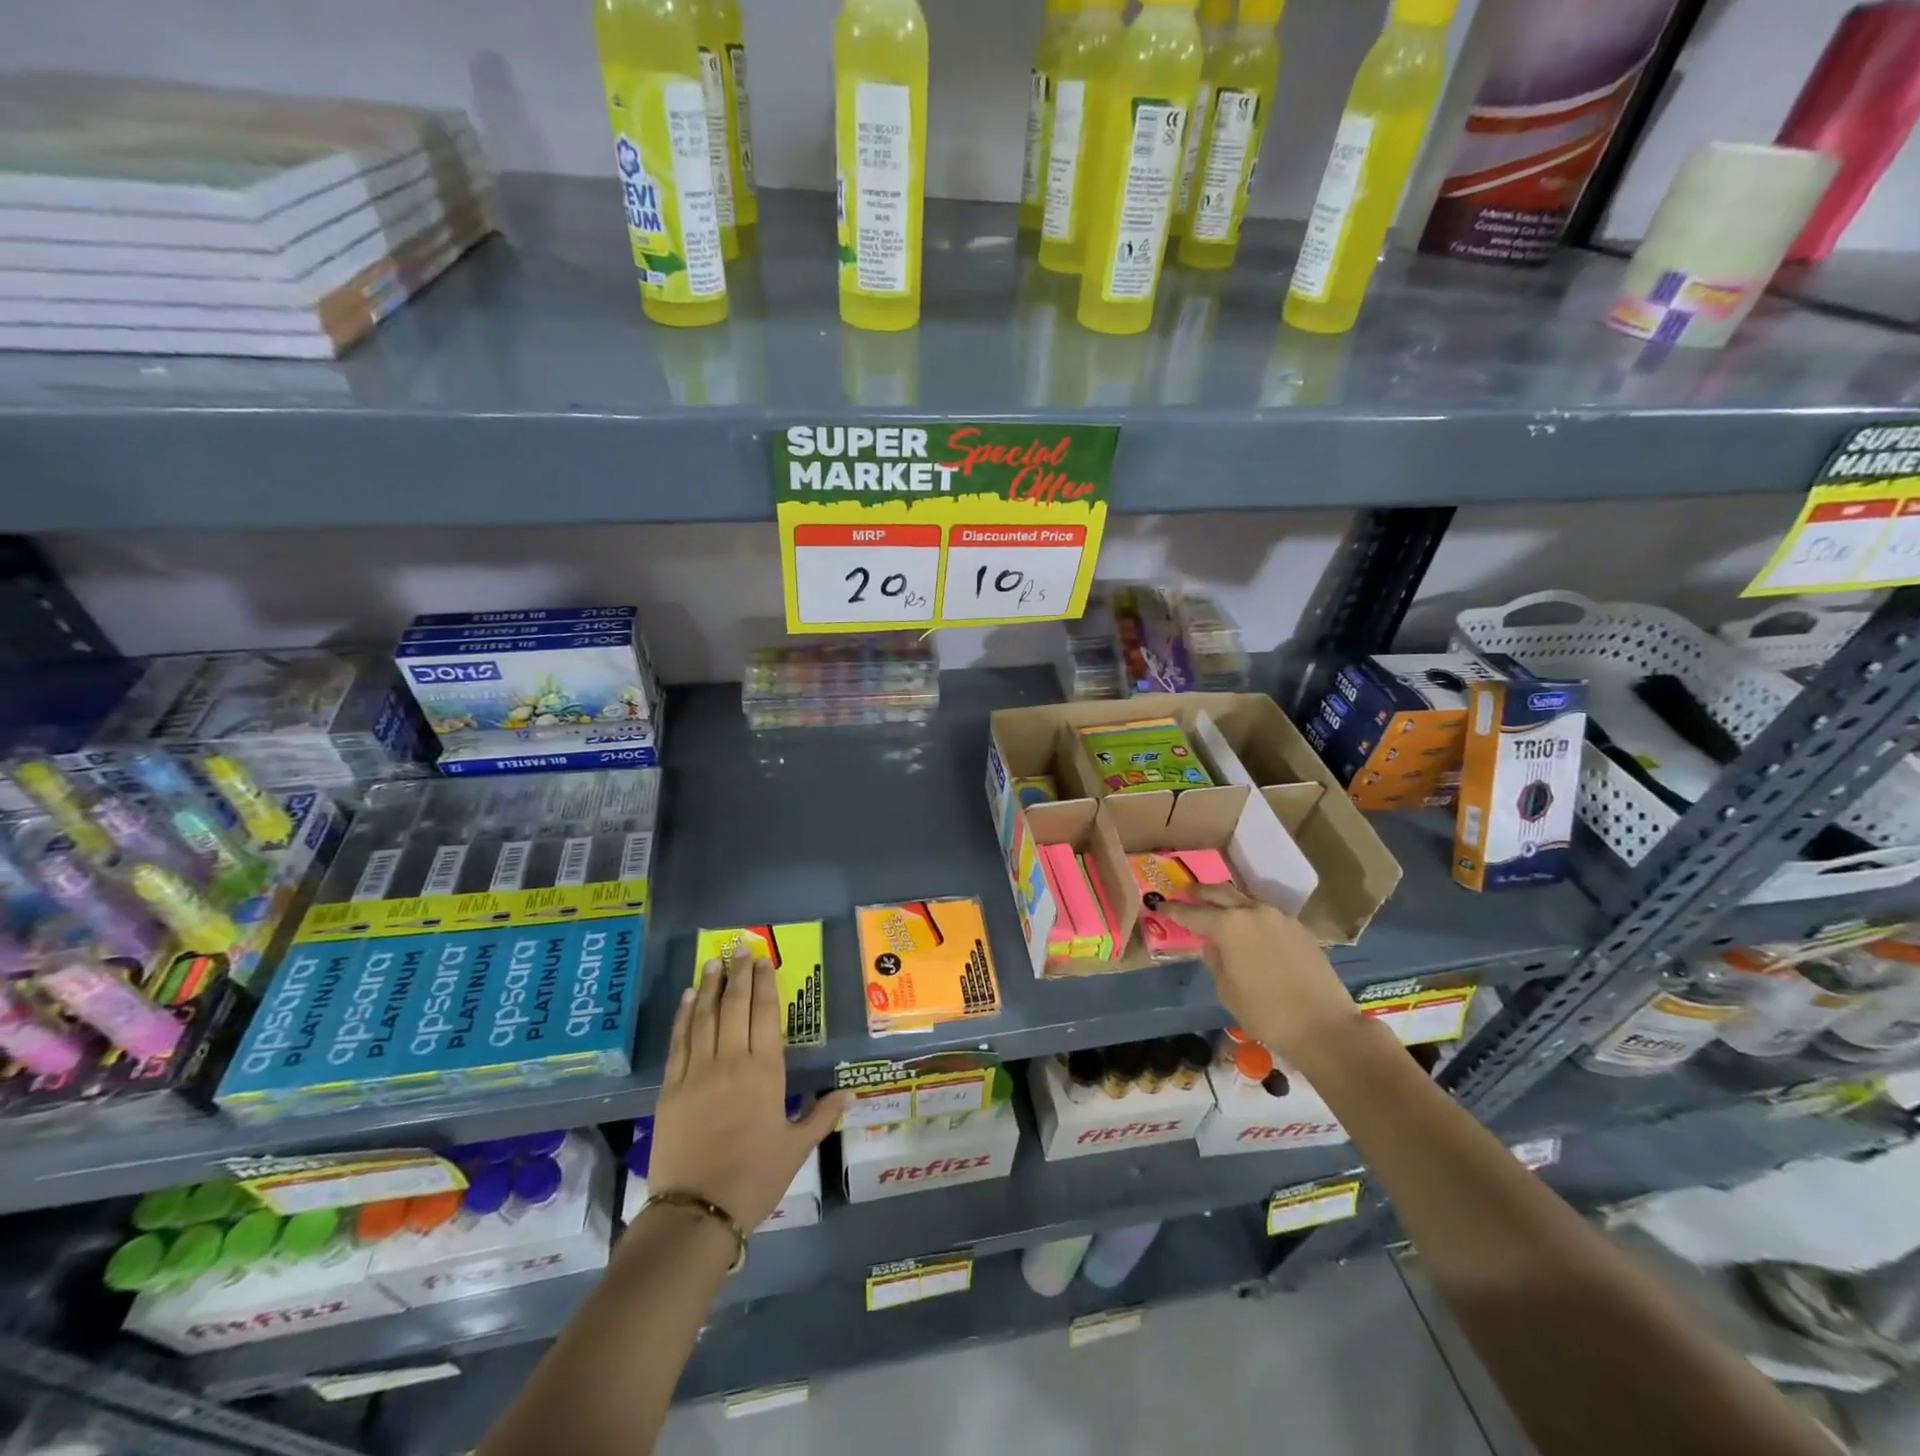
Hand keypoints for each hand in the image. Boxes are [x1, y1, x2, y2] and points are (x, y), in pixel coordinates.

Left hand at [649, 946, 848, 1231]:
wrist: (696, 1211)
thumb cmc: (754, 1178)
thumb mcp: (796, 1148)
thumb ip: (822, 1116)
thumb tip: (851, 1094)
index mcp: (765, 1071)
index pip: (765, 1014)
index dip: (765, 984)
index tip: (763, 960)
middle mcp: (732, 1060)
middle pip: (735, 1006)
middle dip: (738, 974)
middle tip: (738, 947)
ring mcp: (697, 1071)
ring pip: (704, 1016)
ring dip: (709, 986)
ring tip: (713, 962)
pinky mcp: (671, 1087)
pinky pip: (679, 1041)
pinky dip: (683, 1016)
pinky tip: (686, 998)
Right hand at [1166, 883, 1361, 1062]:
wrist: (1323, 1025)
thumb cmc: (1266, 1013)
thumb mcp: (1227, 990)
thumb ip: (1215, 960)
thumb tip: (1213, 945)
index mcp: (1228, 926)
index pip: (1192, 913)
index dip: (1173, 910)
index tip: (1160, 906)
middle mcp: (1252, 912)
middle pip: (1220, 893)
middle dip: (1199, 893)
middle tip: (1185, 893)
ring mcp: (1279, 917)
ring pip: (1245, 899)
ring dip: (1227, 900)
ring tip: (1216, 906)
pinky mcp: (1299, 928)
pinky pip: (1266, 913)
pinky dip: (1250, 914)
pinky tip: (1248, 926)